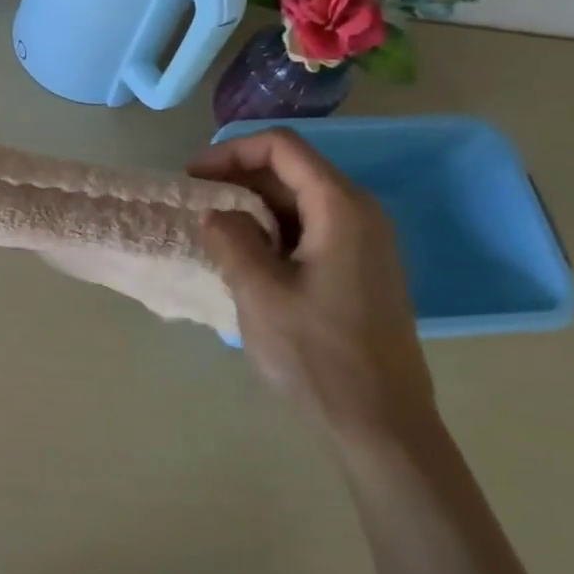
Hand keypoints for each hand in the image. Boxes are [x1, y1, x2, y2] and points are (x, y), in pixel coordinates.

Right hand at [189, 129, 435, 446]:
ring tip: (211, 231)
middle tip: (194, 204)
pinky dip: (272, 231)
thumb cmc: (318, 355)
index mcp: (341, 207)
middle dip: (238, 178)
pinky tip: (244, 258)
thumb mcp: (259, 292)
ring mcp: (364, 244)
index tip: (191, 178)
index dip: (230, 152)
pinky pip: (310, 230)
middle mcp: (360, 214)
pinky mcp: (360, 271)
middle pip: (292, 170)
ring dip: (252, 207)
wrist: (381, 426)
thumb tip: (215, 213)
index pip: (282, 147)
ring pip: (299, 201)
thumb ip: (231, 239)